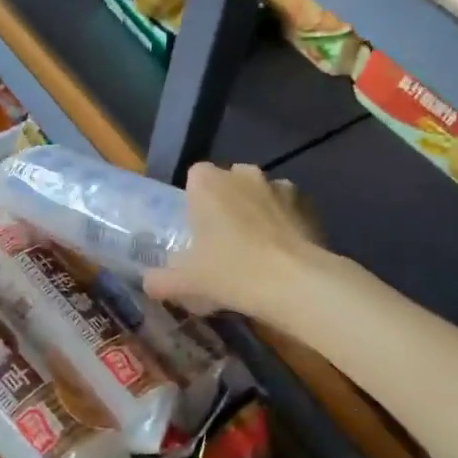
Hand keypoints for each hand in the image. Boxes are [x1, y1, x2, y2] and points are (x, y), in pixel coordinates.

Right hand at [144, 162, 321, 321]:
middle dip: (227, 203)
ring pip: (261, 194)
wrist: (295, 283)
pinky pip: (289, 210)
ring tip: (257, 250)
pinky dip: (286, 224)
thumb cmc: (230, 272)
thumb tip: (148, 283)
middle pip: (229, 182)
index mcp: (207, 182)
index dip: (195, 200)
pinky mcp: (309, 205)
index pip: (195, 176)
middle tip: (223, 241)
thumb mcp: (185, 282)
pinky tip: (283, 255)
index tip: (196, 229)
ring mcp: (280, 186)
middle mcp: (243, 174)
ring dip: (257, 212)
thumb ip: (160, 280)